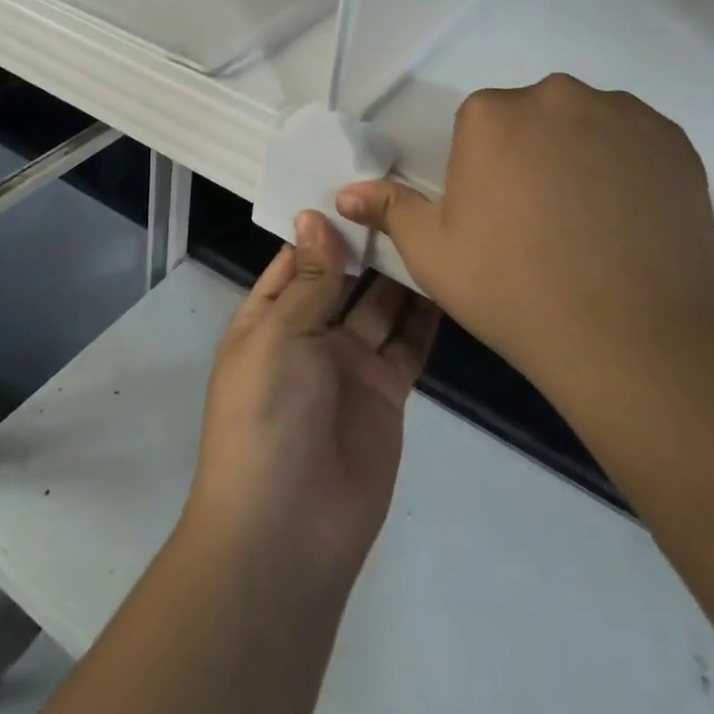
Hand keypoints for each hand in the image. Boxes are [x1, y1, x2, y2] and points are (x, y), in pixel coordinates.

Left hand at [182, 215, 440, 592]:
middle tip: (407, 192)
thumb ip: (308, 279)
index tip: (358, 180)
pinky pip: (408, 344)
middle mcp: (309, 334)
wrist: (288, 533)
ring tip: (431, 224)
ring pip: (380, 305)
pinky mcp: (387, 393)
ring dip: (400, 273)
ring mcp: (349, 364)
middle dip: (368, 243)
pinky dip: (425, 315)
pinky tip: (446, 277)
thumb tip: (314, 215)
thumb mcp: (278, 337)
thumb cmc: (267, 417)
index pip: (297, 257)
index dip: (324, 224)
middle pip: (343, 277)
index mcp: (269, 317)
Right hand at [336, 73, 713, 411]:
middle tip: (544, 224)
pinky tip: (631, 220)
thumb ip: (389, 210)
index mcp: (490, 114)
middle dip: (532, 156)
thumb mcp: (434, 255)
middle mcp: (554, 95)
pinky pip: (635, 141)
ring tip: (593, 225)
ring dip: (581, 156)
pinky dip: (628, 167)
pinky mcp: (672, 138)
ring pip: (585, 124)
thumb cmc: (515, 291)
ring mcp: (620, 112)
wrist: (634, 339)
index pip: (479, 128)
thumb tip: (345, 192)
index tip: (500, 220)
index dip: (486, 174)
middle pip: (533, 117)